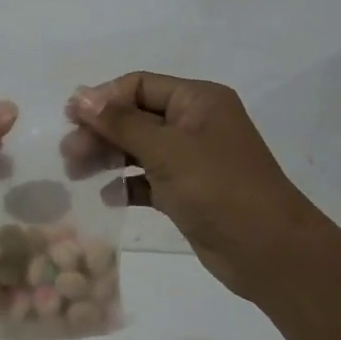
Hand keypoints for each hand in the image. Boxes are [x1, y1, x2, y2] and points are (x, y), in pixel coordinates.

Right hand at [65, 72, 305, 300]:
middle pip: (136, 116)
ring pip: (139, 148)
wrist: (271, 253)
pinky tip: (107, 196)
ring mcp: (192, 159)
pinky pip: (148, 179)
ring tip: (76, 171)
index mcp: (198, 100)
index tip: (71, 118)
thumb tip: (80, 96)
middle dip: (101, 131)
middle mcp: (195, 123)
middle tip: (69, 153)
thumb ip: (120, 122)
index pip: (140, 86)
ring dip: (108, 156)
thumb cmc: (219, 188)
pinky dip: (127, 184)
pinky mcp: (188, 192)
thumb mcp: (166, 149)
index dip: (104, 99)